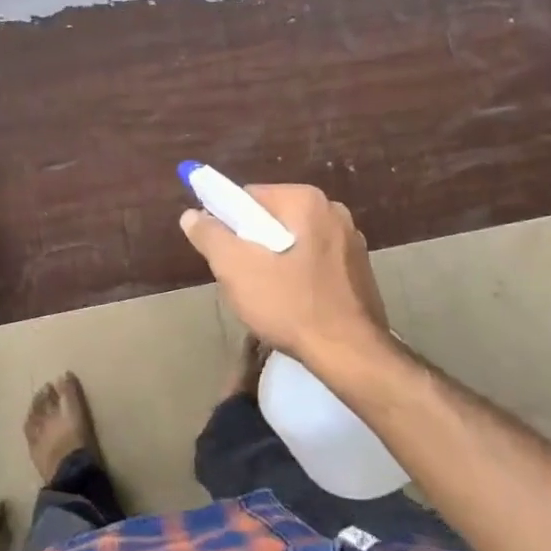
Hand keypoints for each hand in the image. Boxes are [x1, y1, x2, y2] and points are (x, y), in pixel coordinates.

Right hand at [179, 184, 391, 372]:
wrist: (350, 354)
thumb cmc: (290, 305)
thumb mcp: (236, 269)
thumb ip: (210, 236)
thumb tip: (191, 215)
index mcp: (306, 200)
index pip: (249, 197)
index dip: (227, 223)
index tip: (223, 255)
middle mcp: (333, 210)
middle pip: (272, 219)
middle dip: (252, 245)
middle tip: (242, 279)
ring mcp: (351, 240)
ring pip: (293, 241)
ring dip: (274, 262)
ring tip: (267, 296)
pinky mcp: (359, 269)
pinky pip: (314, 261)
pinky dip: (298, 275)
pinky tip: (293, 304)